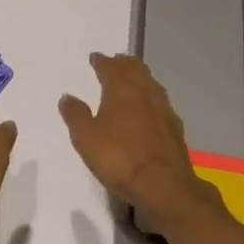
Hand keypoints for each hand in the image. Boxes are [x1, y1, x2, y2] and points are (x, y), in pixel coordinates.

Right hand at [59, 53, 221, 237]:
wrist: (164, 185)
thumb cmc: (119, 158)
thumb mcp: (86, 138)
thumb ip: (76, 115)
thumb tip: (68, 96)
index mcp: (122, 90)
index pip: (111, 68)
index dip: (102, 61)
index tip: (96, 57)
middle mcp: (145, 93)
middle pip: (136, 70)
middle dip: (124, 64)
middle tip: (116, 61)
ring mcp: (164, 110)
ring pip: (151, 84)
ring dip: (140, 77)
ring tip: (133, 79)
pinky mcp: (175, 128)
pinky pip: (161, 102)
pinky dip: (152, 97)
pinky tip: (150, 108)